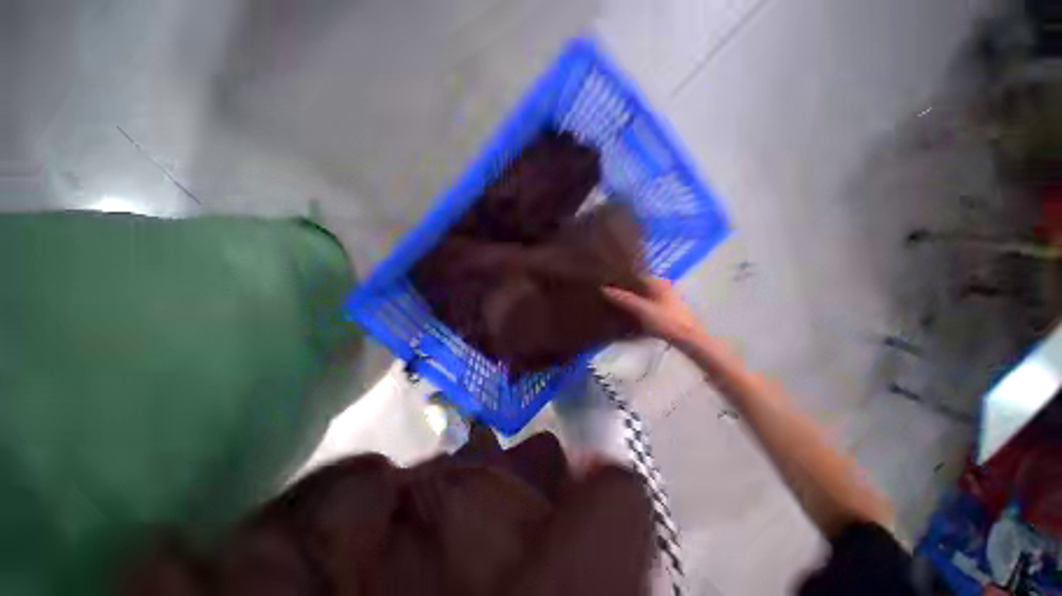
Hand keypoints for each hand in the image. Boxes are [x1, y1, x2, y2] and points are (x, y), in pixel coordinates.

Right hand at [603, 277, 702, 346]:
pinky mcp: (669, 312)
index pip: (637, 274)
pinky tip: (631, 317)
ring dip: (633, 301)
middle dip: (627, 290)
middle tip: (610, 295)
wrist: (688, 339)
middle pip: (640, 287)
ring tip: (617, 305)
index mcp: (658, 282)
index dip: (623, 278)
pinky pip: (650, 307)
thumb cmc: (666, 321)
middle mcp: (664, 287)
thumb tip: (604, 288)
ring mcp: (668, 300)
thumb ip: (623, 299)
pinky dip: (640, 310)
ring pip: (645, 297)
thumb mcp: (641, 309)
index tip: (608, 282)